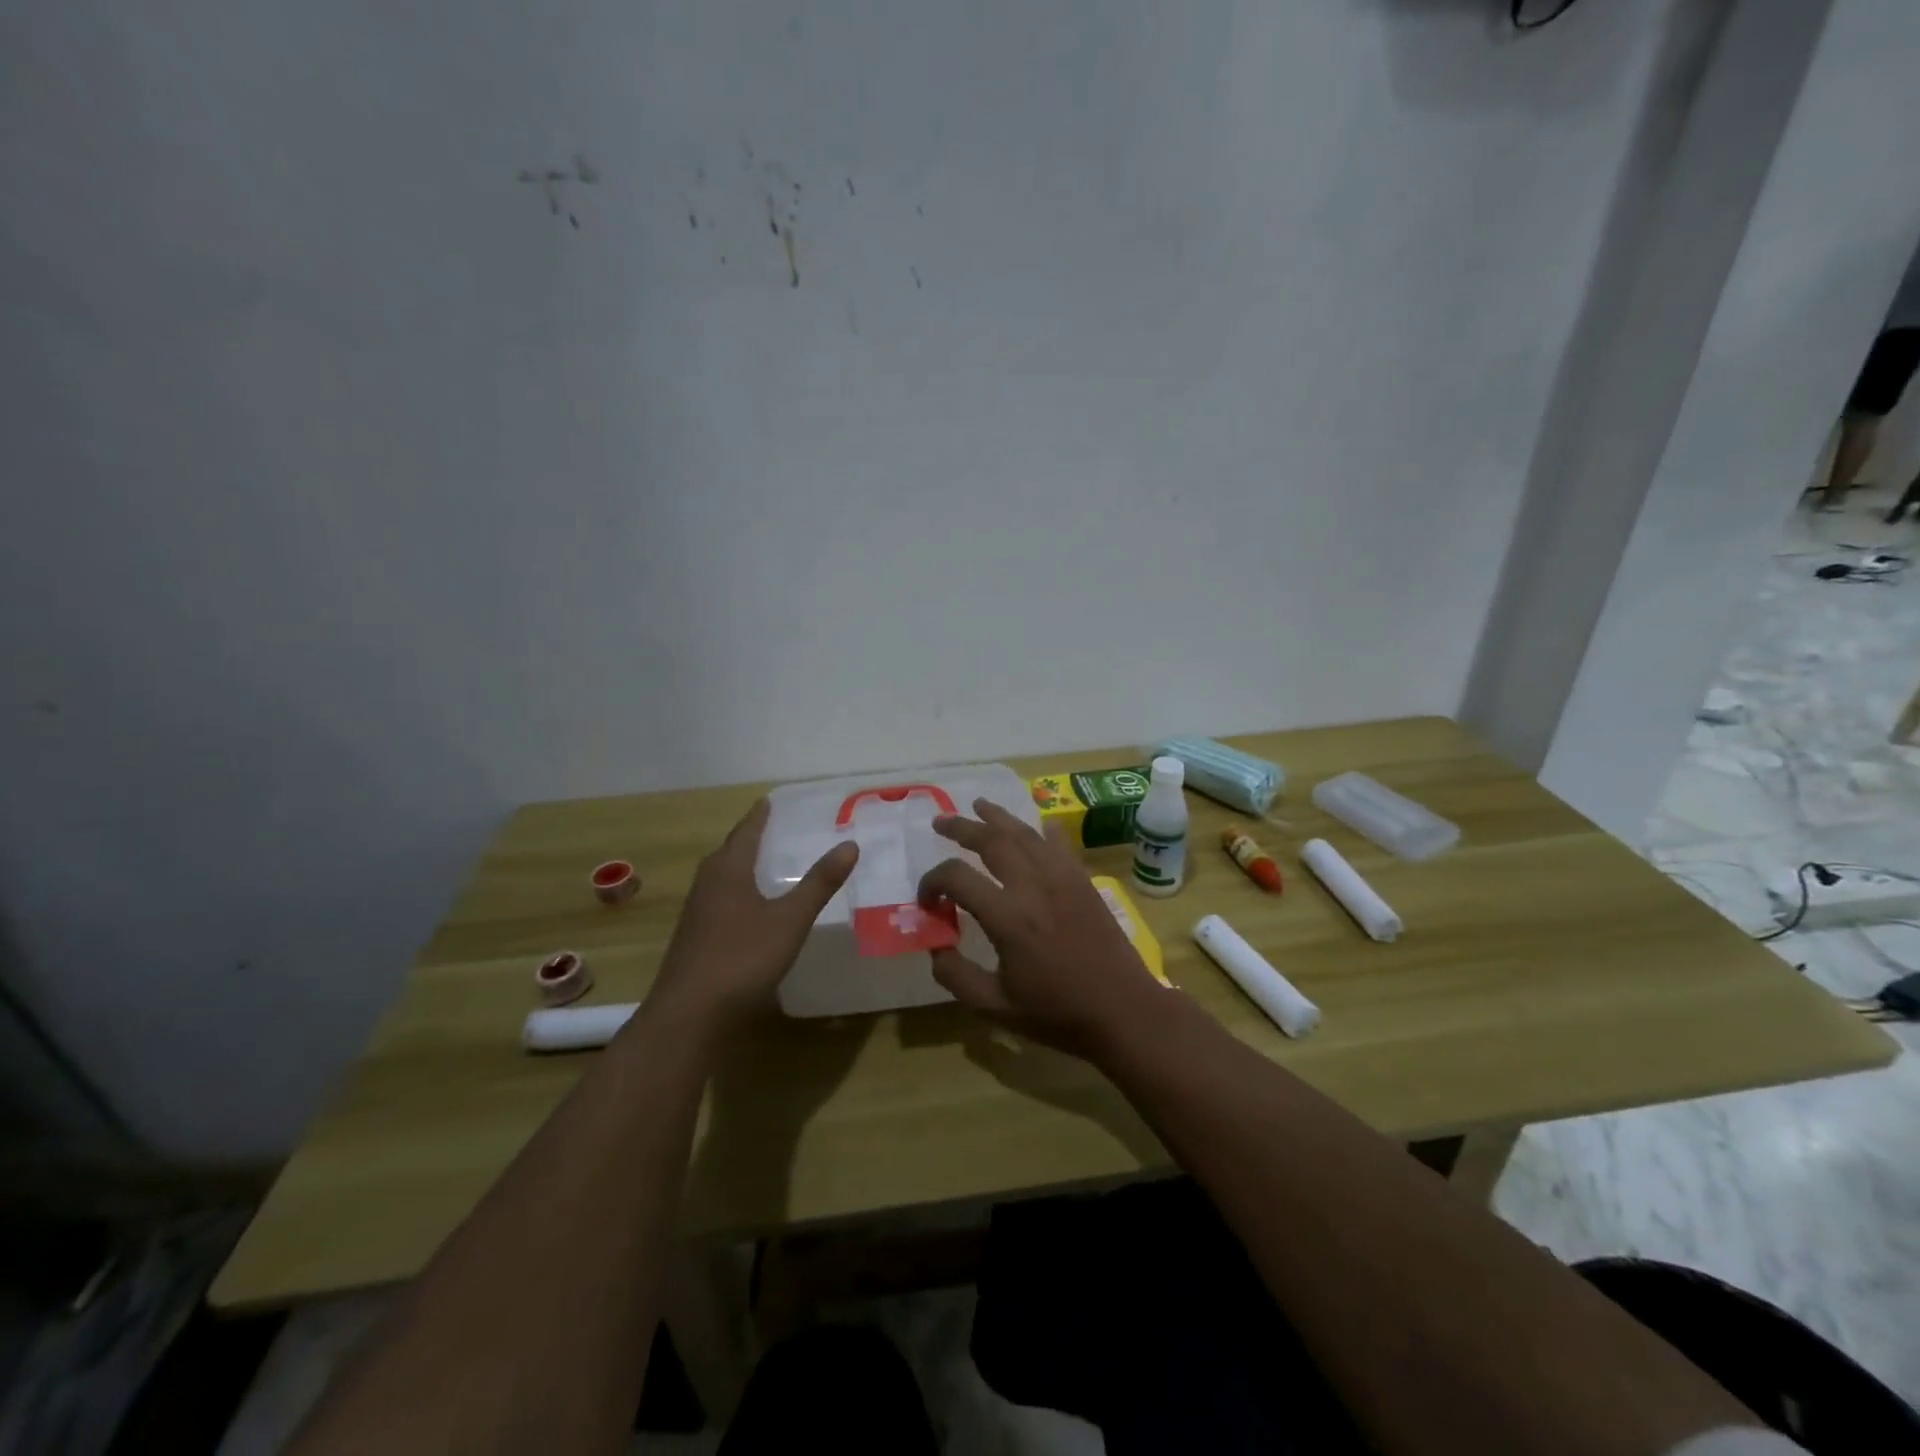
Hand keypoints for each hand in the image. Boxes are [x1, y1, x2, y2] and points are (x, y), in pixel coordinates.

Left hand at [649, 799, 858, 1029]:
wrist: (689, 1015)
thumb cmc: (742, 958)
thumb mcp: (790, 919)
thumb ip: (820, 883)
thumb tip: (850, 844)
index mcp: (728, 870)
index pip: (746, 831)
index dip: (759, 815)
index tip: (770, 800)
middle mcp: (707, 884)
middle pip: (729, 851)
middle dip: (750, 838)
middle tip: (775, 829)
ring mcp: (697, 914)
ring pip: (721, 878)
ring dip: (742, 866)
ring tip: (766, 863)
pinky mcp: (695, 939)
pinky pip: (719, 901)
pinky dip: (737, 892)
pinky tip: (751, 909)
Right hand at [916, 799, 1169, 1058]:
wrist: (1123, 1011)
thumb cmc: (1057, 1013)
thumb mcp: (995, 1007)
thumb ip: (956, 976)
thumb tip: (935, 945)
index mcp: (1007, 916)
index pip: (956, 877)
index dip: (932, 882)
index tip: (927, 900)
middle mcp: (1033, 885)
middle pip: (991, 840)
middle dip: (961, 828)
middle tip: (941, 822)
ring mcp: (1062, 878)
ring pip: (1025, 833)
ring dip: (998, 817)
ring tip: (979, 805)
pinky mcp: (1083, 881)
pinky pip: (1060, 844)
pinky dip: (1044, 830)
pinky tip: (1038, 825)